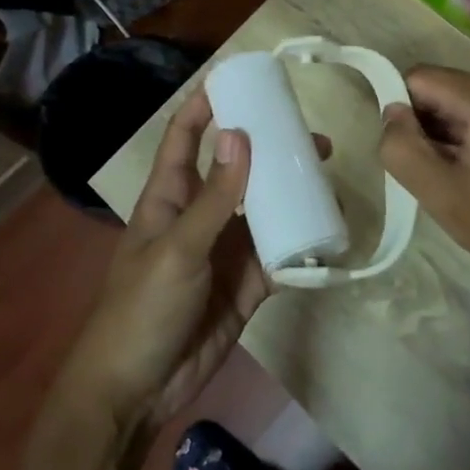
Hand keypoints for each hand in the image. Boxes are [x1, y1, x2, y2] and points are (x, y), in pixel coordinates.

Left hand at [62, 92, 319, 435]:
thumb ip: (214, 197)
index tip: (239, 78)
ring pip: (265, 210)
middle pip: (238, 170)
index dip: (205, 106)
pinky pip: (280, 254)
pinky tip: (331, 229)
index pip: (186, 138)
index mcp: (170, 198)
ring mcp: (226, 250)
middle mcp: (201, 216)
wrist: (139, 390)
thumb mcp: (177, 248)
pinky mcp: (247, 283)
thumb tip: (242, 134)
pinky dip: (303, 242)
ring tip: (330, 177)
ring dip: (293, 194)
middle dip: (270, 150)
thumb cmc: (142, 309)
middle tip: (313, 137)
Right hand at [378, 66, 469, 298]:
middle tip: (444, 178)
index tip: (417, 158)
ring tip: (468, 182)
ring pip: (464, 104)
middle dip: (431, 128)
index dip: (405, 115)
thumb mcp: (442, 195)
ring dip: (453, 137)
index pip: (419, 78)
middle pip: (444, 90)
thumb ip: (403, 149)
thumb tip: (391, 113)